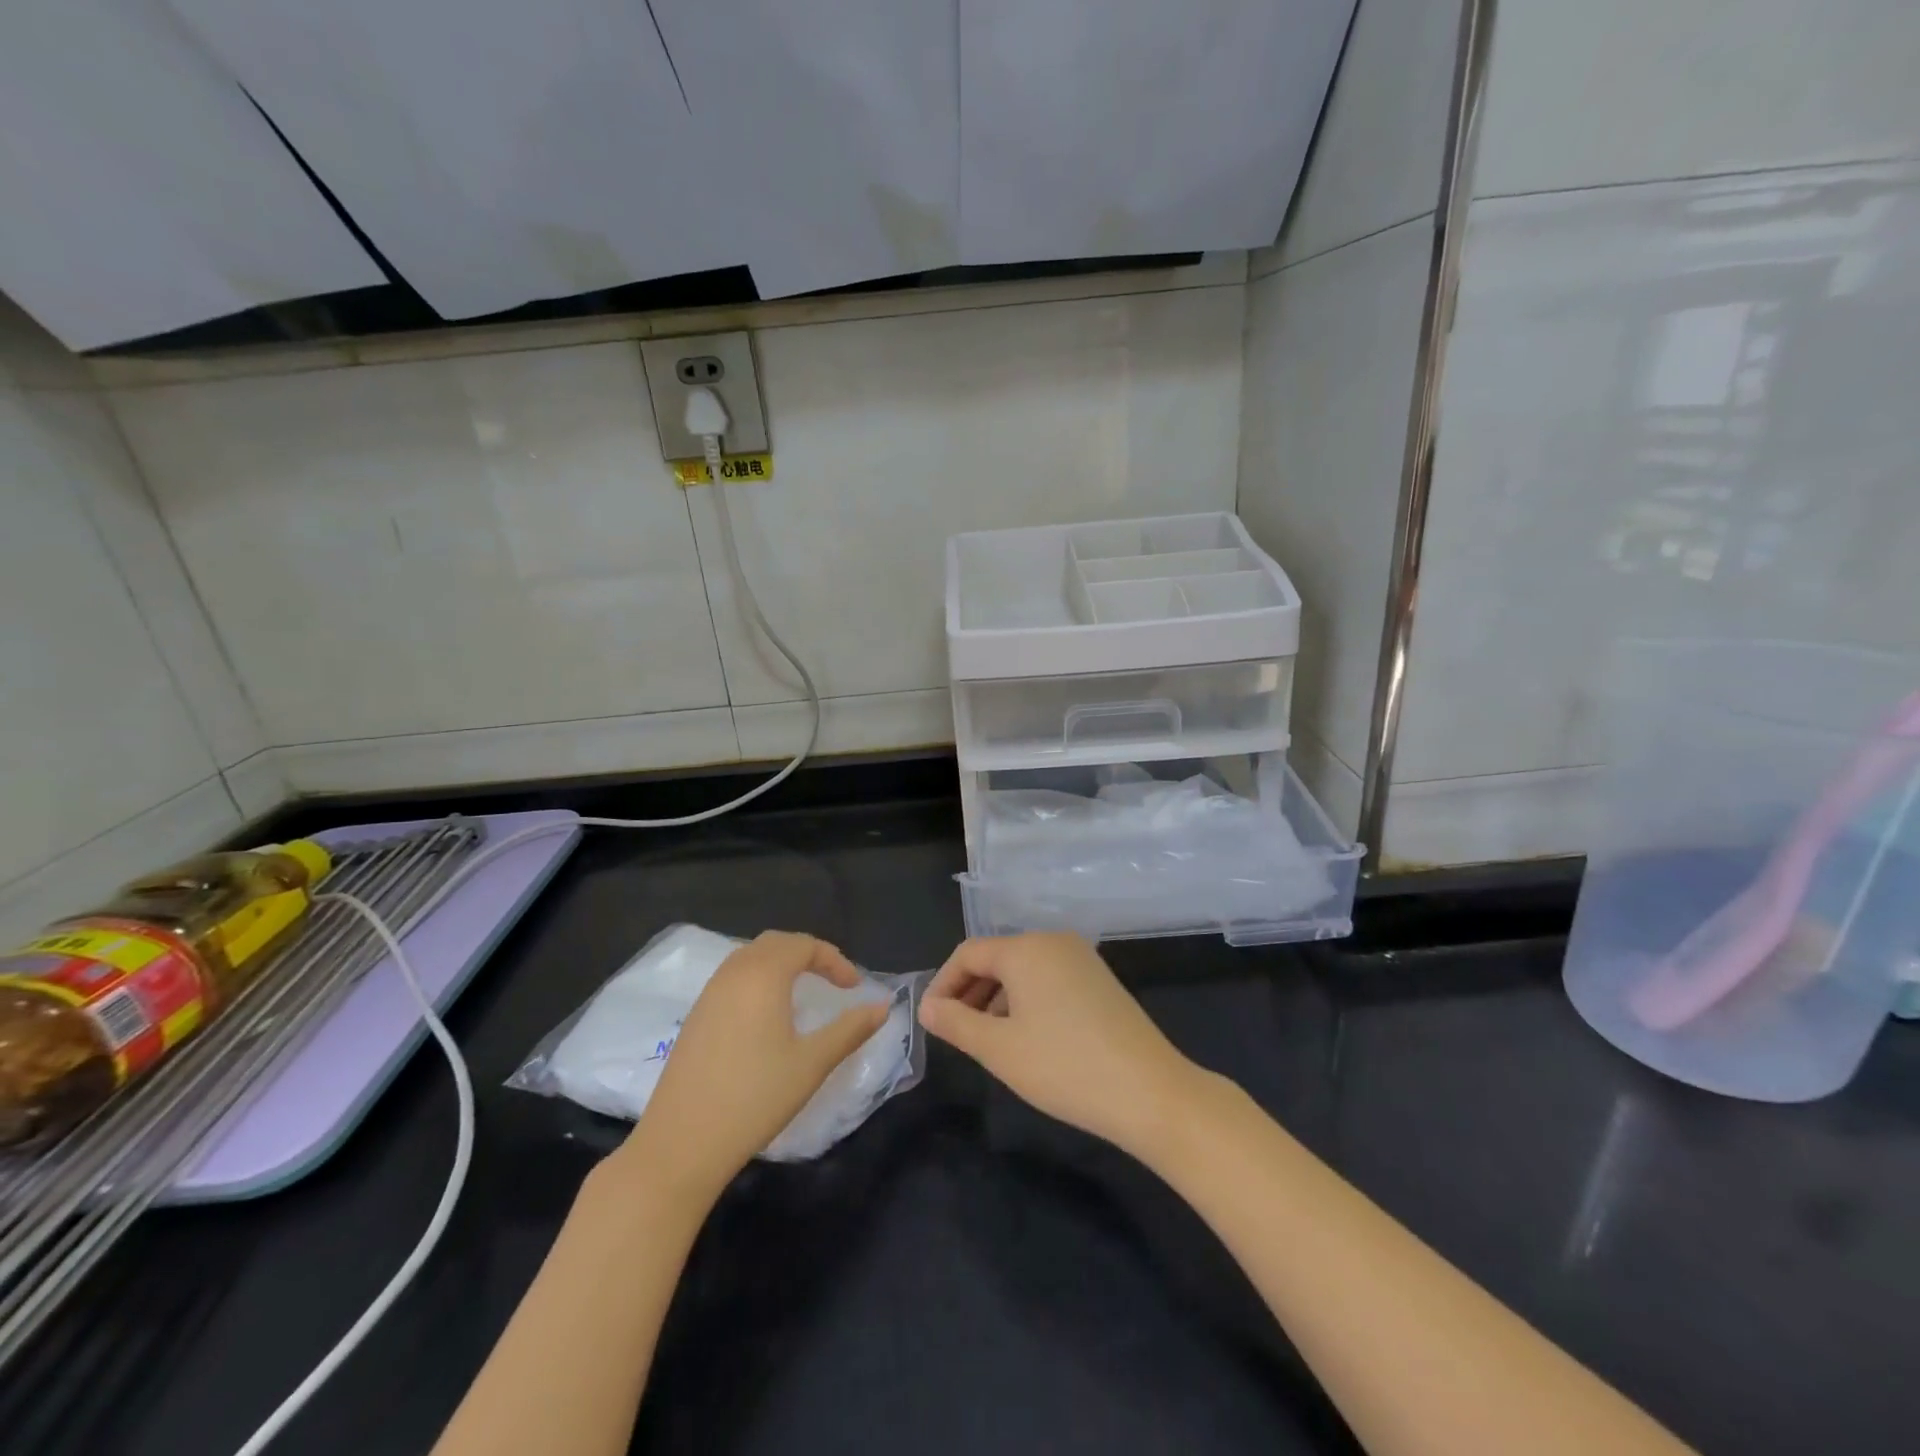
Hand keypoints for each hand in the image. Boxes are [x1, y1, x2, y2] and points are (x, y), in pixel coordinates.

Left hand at [616, 932, 888, 1204]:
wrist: (681, 1144)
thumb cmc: (754, 1098)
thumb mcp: (812, 1063)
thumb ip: (850, 1030)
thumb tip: (883, 1006)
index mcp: (763, 975)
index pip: (804, 945)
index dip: (834, 960)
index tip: (854, 988)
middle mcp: (733, 974)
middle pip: (775, 943)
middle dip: (808, 954)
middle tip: (832, 980)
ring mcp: (708, 994)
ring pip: (749, 957)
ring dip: (780, 964)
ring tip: (803, 992)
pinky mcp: (695, 1017)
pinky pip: (732, 978)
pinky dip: (757, 979)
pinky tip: (766, 1015)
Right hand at [918, 932, 1200, 1156]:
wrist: (1150, 1091)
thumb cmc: (1064, 1066)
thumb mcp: (999, 1048)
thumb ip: (956, 1022)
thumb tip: (928, 1007)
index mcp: (1026, 948)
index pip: (968, 953)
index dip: (943, 985)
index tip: (931, 1022)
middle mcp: (1053, 941)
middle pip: (996, 958)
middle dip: (969, 992)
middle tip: (955, 1034)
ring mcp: (1081, 959)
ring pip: (1023, 971)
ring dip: (996, 999)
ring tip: (988, 1042)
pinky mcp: (1100, 980)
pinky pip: (1048, 980)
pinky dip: (1026, 1002)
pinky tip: (1027, 1038)